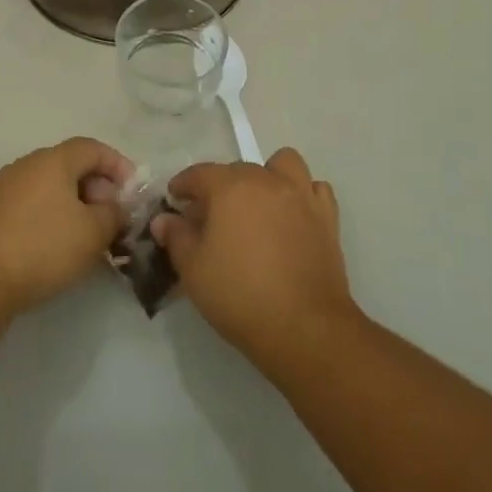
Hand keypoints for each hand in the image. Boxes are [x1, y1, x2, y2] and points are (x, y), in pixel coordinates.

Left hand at [0, 137, 133, 316]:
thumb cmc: (43, 245)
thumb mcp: (93, 232)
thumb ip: (113, 214)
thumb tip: (115, 207)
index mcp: (54, 159)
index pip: (93, 148)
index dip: (118, 165)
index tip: (133, 191)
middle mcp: (29, 164)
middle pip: (72, 165)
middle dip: (98, 187)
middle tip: (114, 216)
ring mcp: (8, 187)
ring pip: (52, 186)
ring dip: (76, 203)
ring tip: (90, 234)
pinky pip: (34, 202)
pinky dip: (54, 214)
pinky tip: (60, 244)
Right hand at [151, 148, 357, 365]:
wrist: (304, 327)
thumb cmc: (240, 295)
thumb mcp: (193, 270)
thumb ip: (176, 237)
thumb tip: (164, 219)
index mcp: (230, 187)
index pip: (199, 173)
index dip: (183, 185)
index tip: (174, 199)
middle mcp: (266, 179)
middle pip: (237, 170)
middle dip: (220, 187)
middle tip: (211, 218)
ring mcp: (300, 194)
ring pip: (283, 164)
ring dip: (268, 176)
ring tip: (259, 204)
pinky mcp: (327, 217)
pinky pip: (315, 189)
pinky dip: (303, 195)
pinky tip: (293, 216)